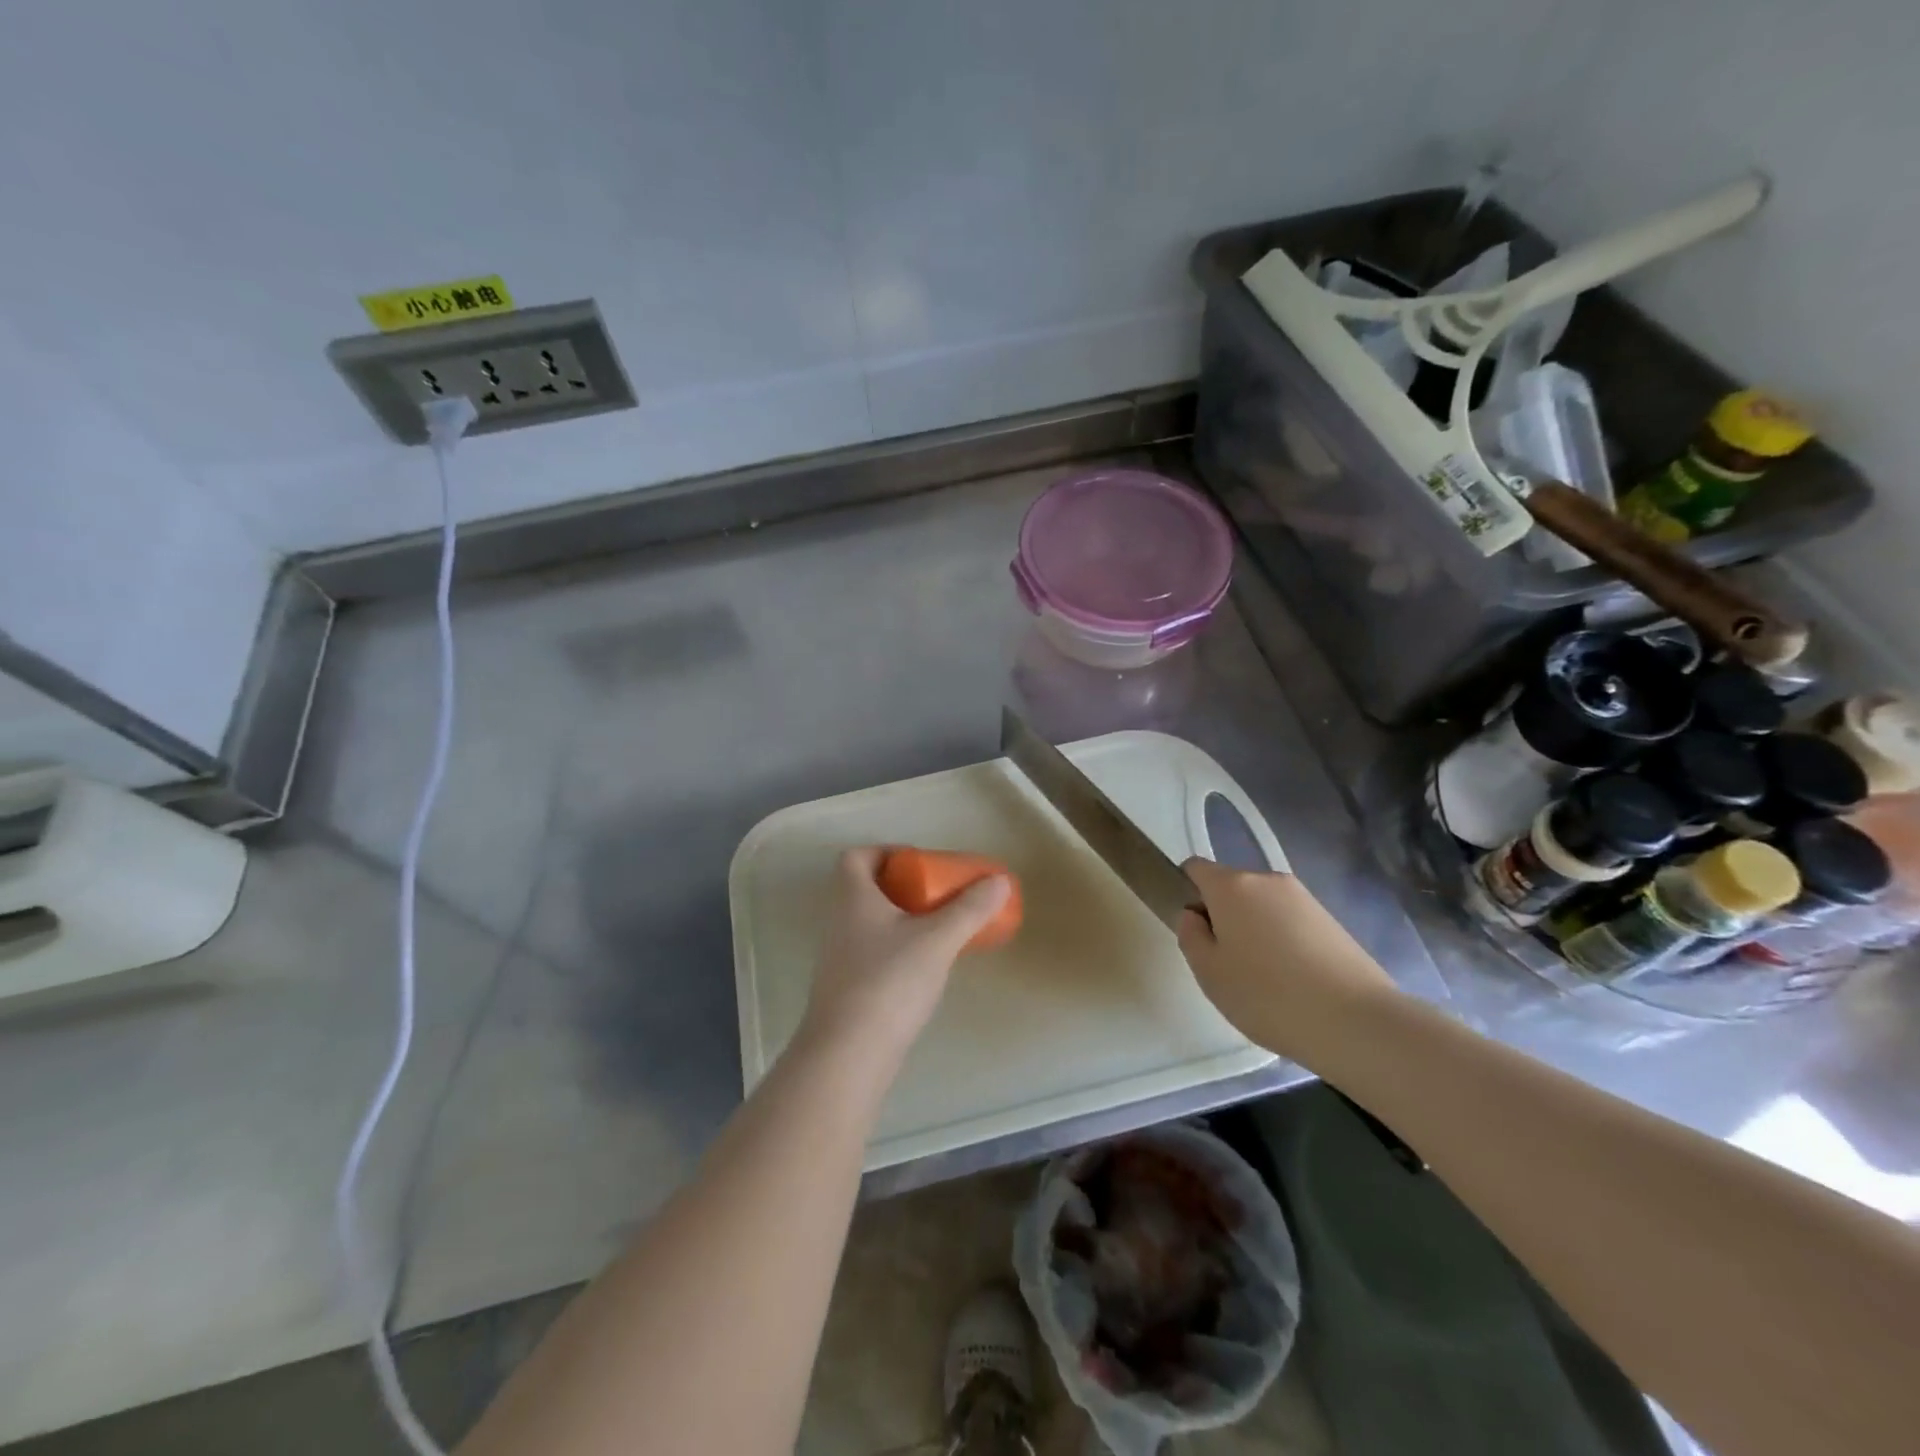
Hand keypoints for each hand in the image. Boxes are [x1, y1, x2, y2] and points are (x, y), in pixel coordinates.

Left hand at [797, 846, 1010, 1074]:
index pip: (856, 857)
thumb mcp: (937, 940)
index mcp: (853, 898)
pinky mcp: (847, 990)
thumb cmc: (889, 982)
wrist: (848, 1055)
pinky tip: (926, 968)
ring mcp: (840, 959)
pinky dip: (899, 950)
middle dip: (905, 888)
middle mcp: (839, 922)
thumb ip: (970, 909)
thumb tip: (999, 880)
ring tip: (942, 930)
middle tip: (941, 896)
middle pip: (868, 890)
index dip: (885, 852)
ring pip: (872, 924)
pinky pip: (874, 954)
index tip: (920, 863)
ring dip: (904, 920)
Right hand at [1176, 858, 1397, 1064]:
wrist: (1356, 1022)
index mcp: (1232, 886)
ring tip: (1263, 978)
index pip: (1195, 868)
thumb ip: (1190, 935)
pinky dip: (1283, 942)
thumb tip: (1195, 915)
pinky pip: (1290, 922)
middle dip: (1222, 915)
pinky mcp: (1331, 920)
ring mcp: (1304, 898)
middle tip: (1225, 963)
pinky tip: (1293, 982)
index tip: (1193, 930)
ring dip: (1254, 930)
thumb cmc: (1267, 995)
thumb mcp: (1209, 972)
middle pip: (1231, 887)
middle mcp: (1268, 880)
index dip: (1186, 892)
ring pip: (1262, 906)